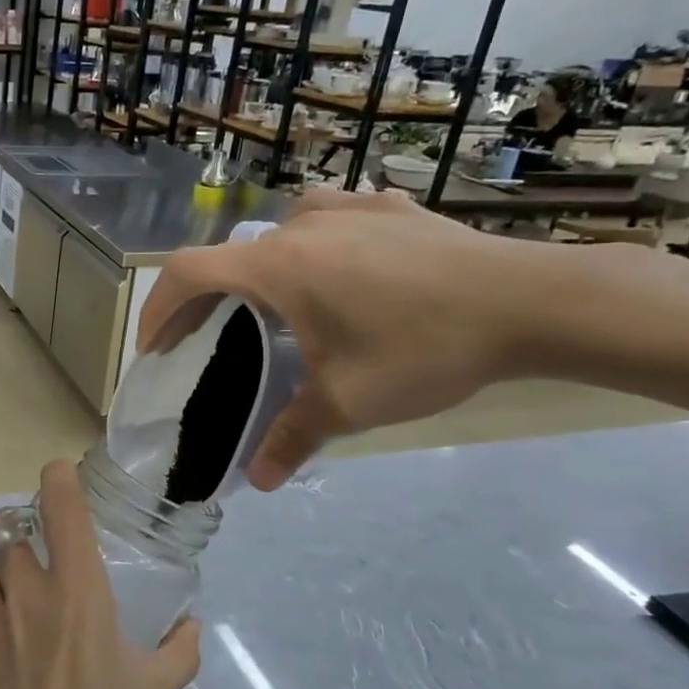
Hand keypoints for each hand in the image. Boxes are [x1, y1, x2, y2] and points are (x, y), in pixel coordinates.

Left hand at [0, 460, 201, 688]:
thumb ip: (175, 653)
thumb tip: (188, 628)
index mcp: (79, 595)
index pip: (61, 512)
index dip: (57, 483)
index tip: (58, 476)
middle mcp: (27, 600)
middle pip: (7, 541)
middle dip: (22, 544)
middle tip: (42, 567)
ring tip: (15, 615)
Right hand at [137, 187, 543, 488]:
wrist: (534, 302)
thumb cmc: (424, 348)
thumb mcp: (348, 402)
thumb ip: (292, 437)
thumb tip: (257, 480)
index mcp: (276, 266)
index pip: (187, 274)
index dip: (157, 309)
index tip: (154, 348)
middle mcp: (300, 226)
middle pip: (229, 258)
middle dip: (207, 301)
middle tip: (207, 342)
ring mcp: (348, 208)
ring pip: (277, 235)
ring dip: (259, 270)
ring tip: (275, 307)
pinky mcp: (389, 208)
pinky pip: (330, 221)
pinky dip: (313, 248)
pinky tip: (341, 272)